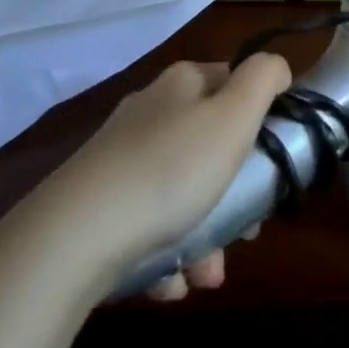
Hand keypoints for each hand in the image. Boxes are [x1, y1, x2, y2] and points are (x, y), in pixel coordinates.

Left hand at [38, 54, 291, 290]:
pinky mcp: (97, 204)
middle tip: (246, 231)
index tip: (272, 163)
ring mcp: (119, 159)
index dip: (260, 119)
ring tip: (207, 273)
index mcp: (182, 84)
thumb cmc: (170, 170)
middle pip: (211, 146)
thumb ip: (263, 79)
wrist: (71, 240)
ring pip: (182, 192)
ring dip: (205, 235)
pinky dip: (167, 253)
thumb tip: (277, 66)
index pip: (233, 83)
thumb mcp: (233, 116)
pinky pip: (148, 224)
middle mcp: (149, 113)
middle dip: (234, 194)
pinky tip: (171, 281)